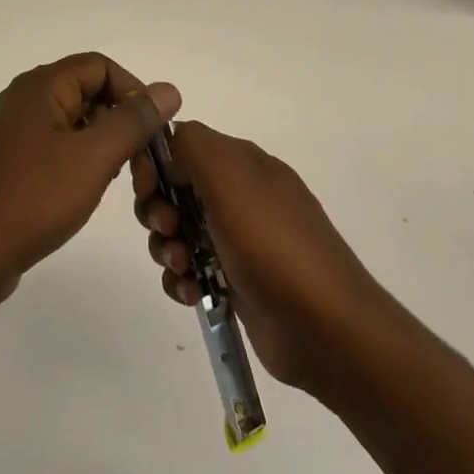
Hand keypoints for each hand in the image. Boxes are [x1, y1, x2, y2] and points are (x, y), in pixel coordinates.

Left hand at [0, 53, 180, 315]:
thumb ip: (133, 121)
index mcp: (40, 87)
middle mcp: (21, 101)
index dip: (133, 91)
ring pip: (71, 126)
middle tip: (144, 170)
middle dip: (122, 124)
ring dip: (103, 148)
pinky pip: (52, 150)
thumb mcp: (92, 157)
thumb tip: (168, 89)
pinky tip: (84, 195)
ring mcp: (9, 135)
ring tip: (121, 187)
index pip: (100, 66)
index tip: (155, 133)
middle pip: (87, 94)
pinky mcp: (5, 166)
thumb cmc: (30, 200)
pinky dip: (78, 165)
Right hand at [134, 121, 382, 392]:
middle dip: (158, 210)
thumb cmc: (272, 244)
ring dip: (167, 248)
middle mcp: (239, 195)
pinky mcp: (234, 281)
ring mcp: (238, 240)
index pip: (180, 145)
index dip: (155, 164)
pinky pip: (190, 270)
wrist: (325, 328)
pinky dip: (182, 280)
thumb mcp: (230, 177)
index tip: (148, 190)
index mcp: (241, 163)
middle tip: (168, 230)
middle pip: (174, 190)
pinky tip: (192, 295)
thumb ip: (191, 145)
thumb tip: (167, 147)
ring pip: (178, 233)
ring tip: (184, 269)